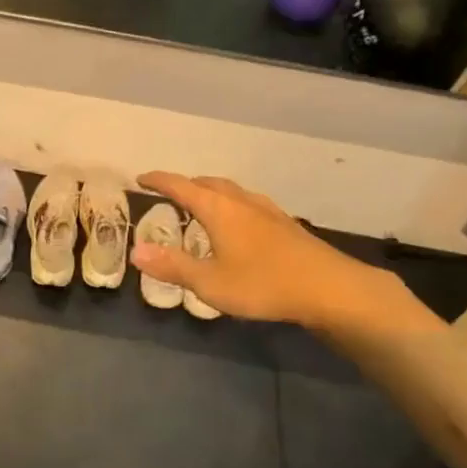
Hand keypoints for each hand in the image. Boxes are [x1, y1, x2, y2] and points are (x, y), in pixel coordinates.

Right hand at [132, 172, 443, 348]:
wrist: (330, 288)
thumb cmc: (263, 284)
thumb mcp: (210, 283)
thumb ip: (173, 266)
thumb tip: (136, 251)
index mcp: (218, 209)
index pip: (180, 186)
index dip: (158, 180)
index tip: (141, 178)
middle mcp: (241, 201)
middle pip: (207, 183)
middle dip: (186, 185)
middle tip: (170, 193)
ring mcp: (266, 210)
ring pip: (231, 191)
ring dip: (211, 192)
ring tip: (202, 205)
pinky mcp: (285, 224)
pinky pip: (249, 203)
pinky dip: (233, 205)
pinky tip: (240, 223)